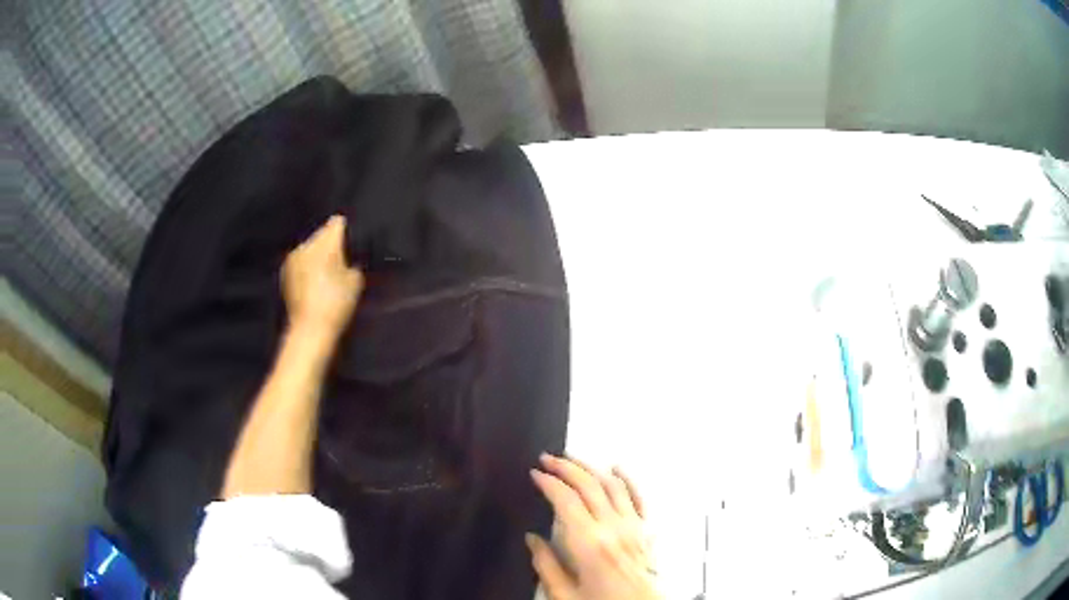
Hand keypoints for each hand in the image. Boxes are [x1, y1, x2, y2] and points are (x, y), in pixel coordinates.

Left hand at [281, 215, 363, 342]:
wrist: (310, 328)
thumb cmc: (337, 303)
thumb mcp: (356, 282)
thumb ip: (352, 263)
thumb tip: (347, 259)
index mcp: (326, 243)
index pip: (337, 223)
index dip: (346, 230)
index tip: (351, 242)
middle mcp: (307, 244)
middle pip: (321, 234)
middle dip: (330, 243)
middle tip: (340, 260)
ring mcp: (293, 258)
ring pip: (309, 247)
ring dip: (317, 254)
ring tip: (326, 271)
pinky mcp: (285, 271)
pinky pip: (300, 260)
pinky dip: (307, 265)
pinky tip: (313, 281)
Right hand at [528, 455, 660, 599]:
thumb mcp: (563, 594)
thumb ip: (545, 565)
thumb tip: (531, 538)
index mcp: (589, 544)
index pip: (566, 500)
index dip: (548, 482)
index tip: (535, 473)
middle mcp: (614, 528)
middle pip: (589, 485)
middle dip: (566, 467)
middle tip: (547, 458)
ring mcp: (633, 526)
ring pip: (613, 485)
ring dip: (591, 467)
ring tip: (572, 459)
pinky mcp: (646, 530)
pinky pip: (638, 497)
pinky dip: (626, 479)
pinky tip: (616, 468)